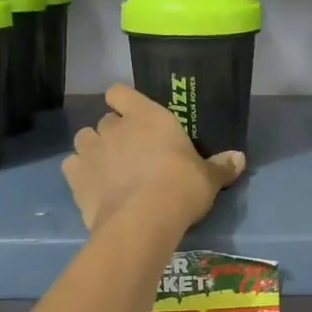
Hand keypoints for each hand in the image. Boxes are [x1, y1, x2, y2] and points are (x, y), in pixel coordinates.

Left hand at [63, 83, 244, 232]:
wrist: (143, 219)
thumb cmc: (181, 187)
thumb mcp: (208, 178)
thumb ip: (221, 166)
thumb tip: (240, 158)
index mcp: (147, 116)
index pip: (120, 92)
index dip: (123, 102)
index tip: (133, 116)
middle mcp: (114, 127)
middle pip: (105, 120)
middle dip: (113, 133)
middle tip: (130, 153)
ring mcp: (92, 151)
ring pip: (83, 138)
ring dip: (93, 150)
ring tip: (107, 168)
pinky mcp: (75, 178)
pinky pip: (71, 167)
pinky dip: (79, 174)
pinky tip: (93, 188)